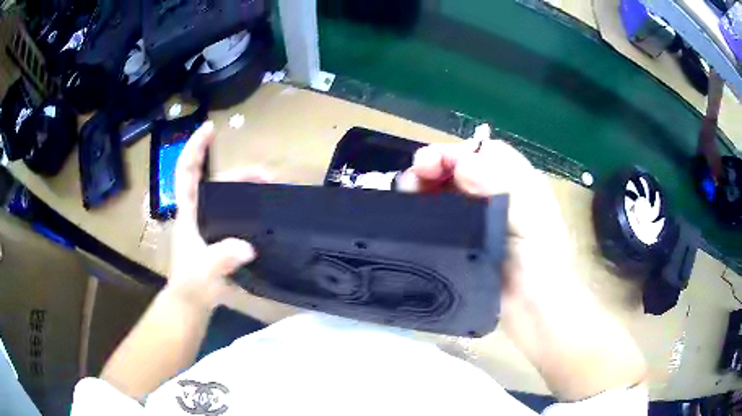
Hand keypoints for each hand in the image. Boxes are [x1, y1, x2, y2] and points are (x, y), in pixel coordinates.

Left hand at [168, 121, 271, 308]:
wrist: (191, 304)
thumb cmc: (191, 286)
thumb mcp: (203, 272)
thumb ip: (221, 259)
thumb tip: (248, 247)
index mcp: (188, 212)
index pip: (187, 172)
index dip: (195, 148)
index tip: (209, 128)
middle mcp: (197, 212)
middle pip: (216, 181)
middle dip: (239, 172)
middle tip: (266, 175)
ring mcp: (208, 224)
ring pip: (226, 196)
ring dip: (246, 187)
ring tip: (270, 188)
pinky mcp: (219, 236)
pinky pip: (234, 212)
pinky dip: (248, 204)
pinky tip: (263, 209)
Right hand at [400, 137, 645, 399]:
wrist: (535, 314)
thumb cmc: (541, 266)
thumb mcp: (528, 222)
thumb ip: (499, 190)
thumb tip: (463, 163)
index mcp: (520, 183)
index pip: (486, 153)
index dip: (459, 152)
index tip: (432, 162)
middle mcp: (499, 195)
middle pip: (464, 168)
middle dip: (437, 166)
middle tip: (412, 176)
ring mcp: (482, 218)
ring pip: (451, 190)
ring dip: (427, 186)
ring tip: (405, 191)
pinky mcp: (467, 240)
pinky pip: (444, 217)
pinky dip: (426, 210)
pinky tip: (411, 213)